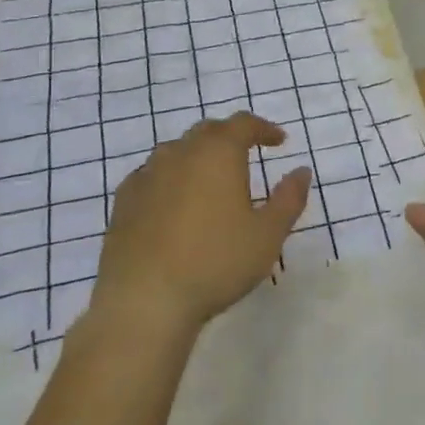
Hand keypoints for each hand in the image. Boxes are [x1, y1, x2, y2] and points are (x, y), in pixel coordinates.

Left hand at [89, 113, 311, 339]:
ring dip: (198, 157)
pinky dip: (171, 179)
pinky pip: (152, 176)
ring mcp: (146, 176)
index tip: (279, 141)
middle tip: (247, 154)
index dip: (263, 128)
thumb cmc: (216, 262)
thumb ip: (289, 198)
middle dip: (230, 138)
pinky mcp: (123, 202)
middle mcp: (180, 153)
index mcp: (217, 153)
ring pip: (176, 152)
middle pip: (207, 131)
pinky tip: (175, 203)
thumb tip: (301, 171)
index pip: (243, 124)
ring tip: (211, 180)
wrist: (144, 300)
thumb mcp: (268, 234)